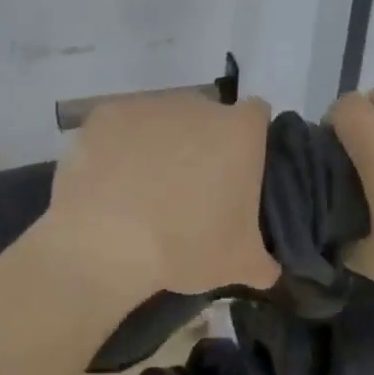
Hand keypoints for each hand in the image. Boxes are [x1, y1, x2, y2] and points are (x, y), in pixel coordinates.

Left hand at [42, 93, 280, 297]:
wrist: (106, 240)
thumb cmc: (186, 246)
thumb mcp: (239, 265)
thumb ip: (263, 262)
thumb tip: (268, 269)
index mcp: (239, 132)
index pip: (257, 116)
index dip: (249, 141)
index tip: (237, 173)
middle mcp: (198, 105)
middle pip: (207, 117)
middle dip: (202, 145)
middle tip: (190, 190)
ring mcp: (149, 104)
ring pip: (163, 120)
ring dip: (161, 145)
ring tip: (144, 190)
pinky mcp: (106, 113)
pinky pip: (121, 127)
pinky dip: (120, 147)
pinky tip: (111, 181)